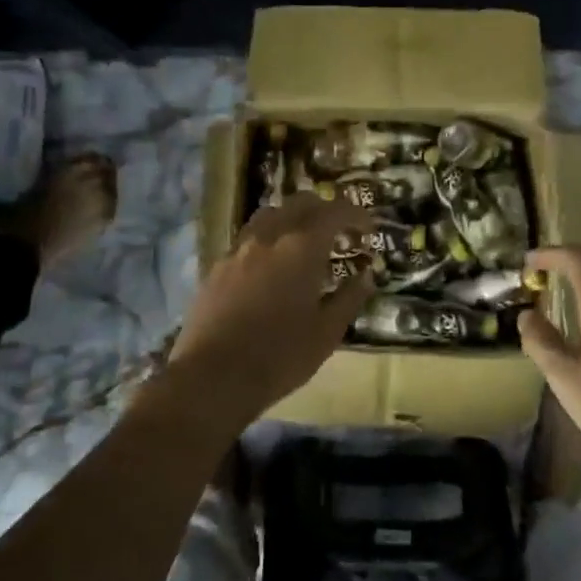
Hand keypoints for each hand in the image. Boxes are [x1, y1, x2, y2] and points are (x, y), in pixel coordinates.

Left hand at [168, 194, 375, 425]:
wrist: (212, 377)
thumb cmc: (279, 356)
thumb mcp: (327, 332)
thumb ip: (349, 298)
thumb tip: (365, 275)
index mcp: (301, 247)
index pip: (335, 211)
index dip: (356, 214)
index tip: (368, 229)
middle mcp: (269, 236)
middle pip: (300, 203)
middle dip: (325, 211)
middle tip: (340, 234)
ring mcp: (238, 249)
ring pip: (270, 215)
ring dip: (293, 219)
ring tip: (305, 245)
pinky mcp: (217, 266)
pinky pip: (248, 237)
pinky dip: (268, 239)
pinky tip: (272, 267)